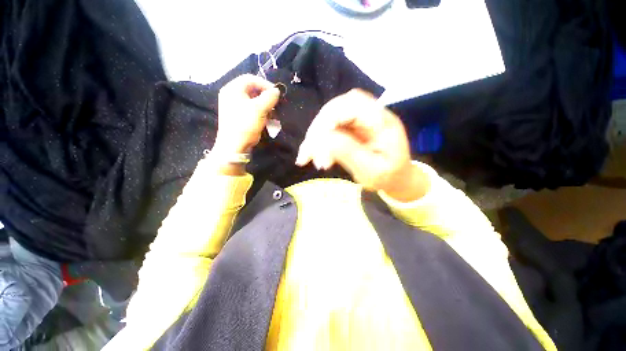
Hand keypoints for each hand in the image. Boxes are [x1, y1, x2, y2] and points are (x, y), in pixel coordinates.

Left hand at [214, 74, 279, 153]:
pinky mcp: (238, 116)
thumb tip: (277, 91)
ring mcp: (234, 106)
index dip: (265, 84)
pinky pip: (251, 109)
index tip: (276, 93)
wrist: (235, 145)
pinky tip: (267, 119)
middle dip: (266, 96)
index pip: (250, 79)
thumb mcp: (259, 109)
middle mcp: (231, 95)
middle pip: (252, 89)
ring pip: (253, 100)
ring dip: (265, 105)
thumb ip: (269, 97)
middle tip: (275, 103)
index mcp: (232, 89)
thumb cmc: (246, 124)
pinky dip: (261, 112)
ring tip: (272, 113)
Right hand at [295, 89, 428, 201]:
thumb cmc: (388, 177)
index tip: (316, 139)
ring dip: (315, 136)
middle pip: (337, 107)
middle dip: (319, 128)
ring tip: (306, 157)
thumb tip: (324, 137)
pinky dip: (318, 141)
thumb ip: (350, 152)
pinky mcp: (351, 128)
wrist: (396, 178)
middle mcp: (370, 115)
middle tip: (308, 151)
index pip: (354, 104)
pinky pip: (329, 129)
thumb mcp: (372, 170)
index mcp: (382, 122)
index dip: (331, 117)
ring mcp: (359, 121)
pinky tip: (312, 155)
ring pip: (329, 118)